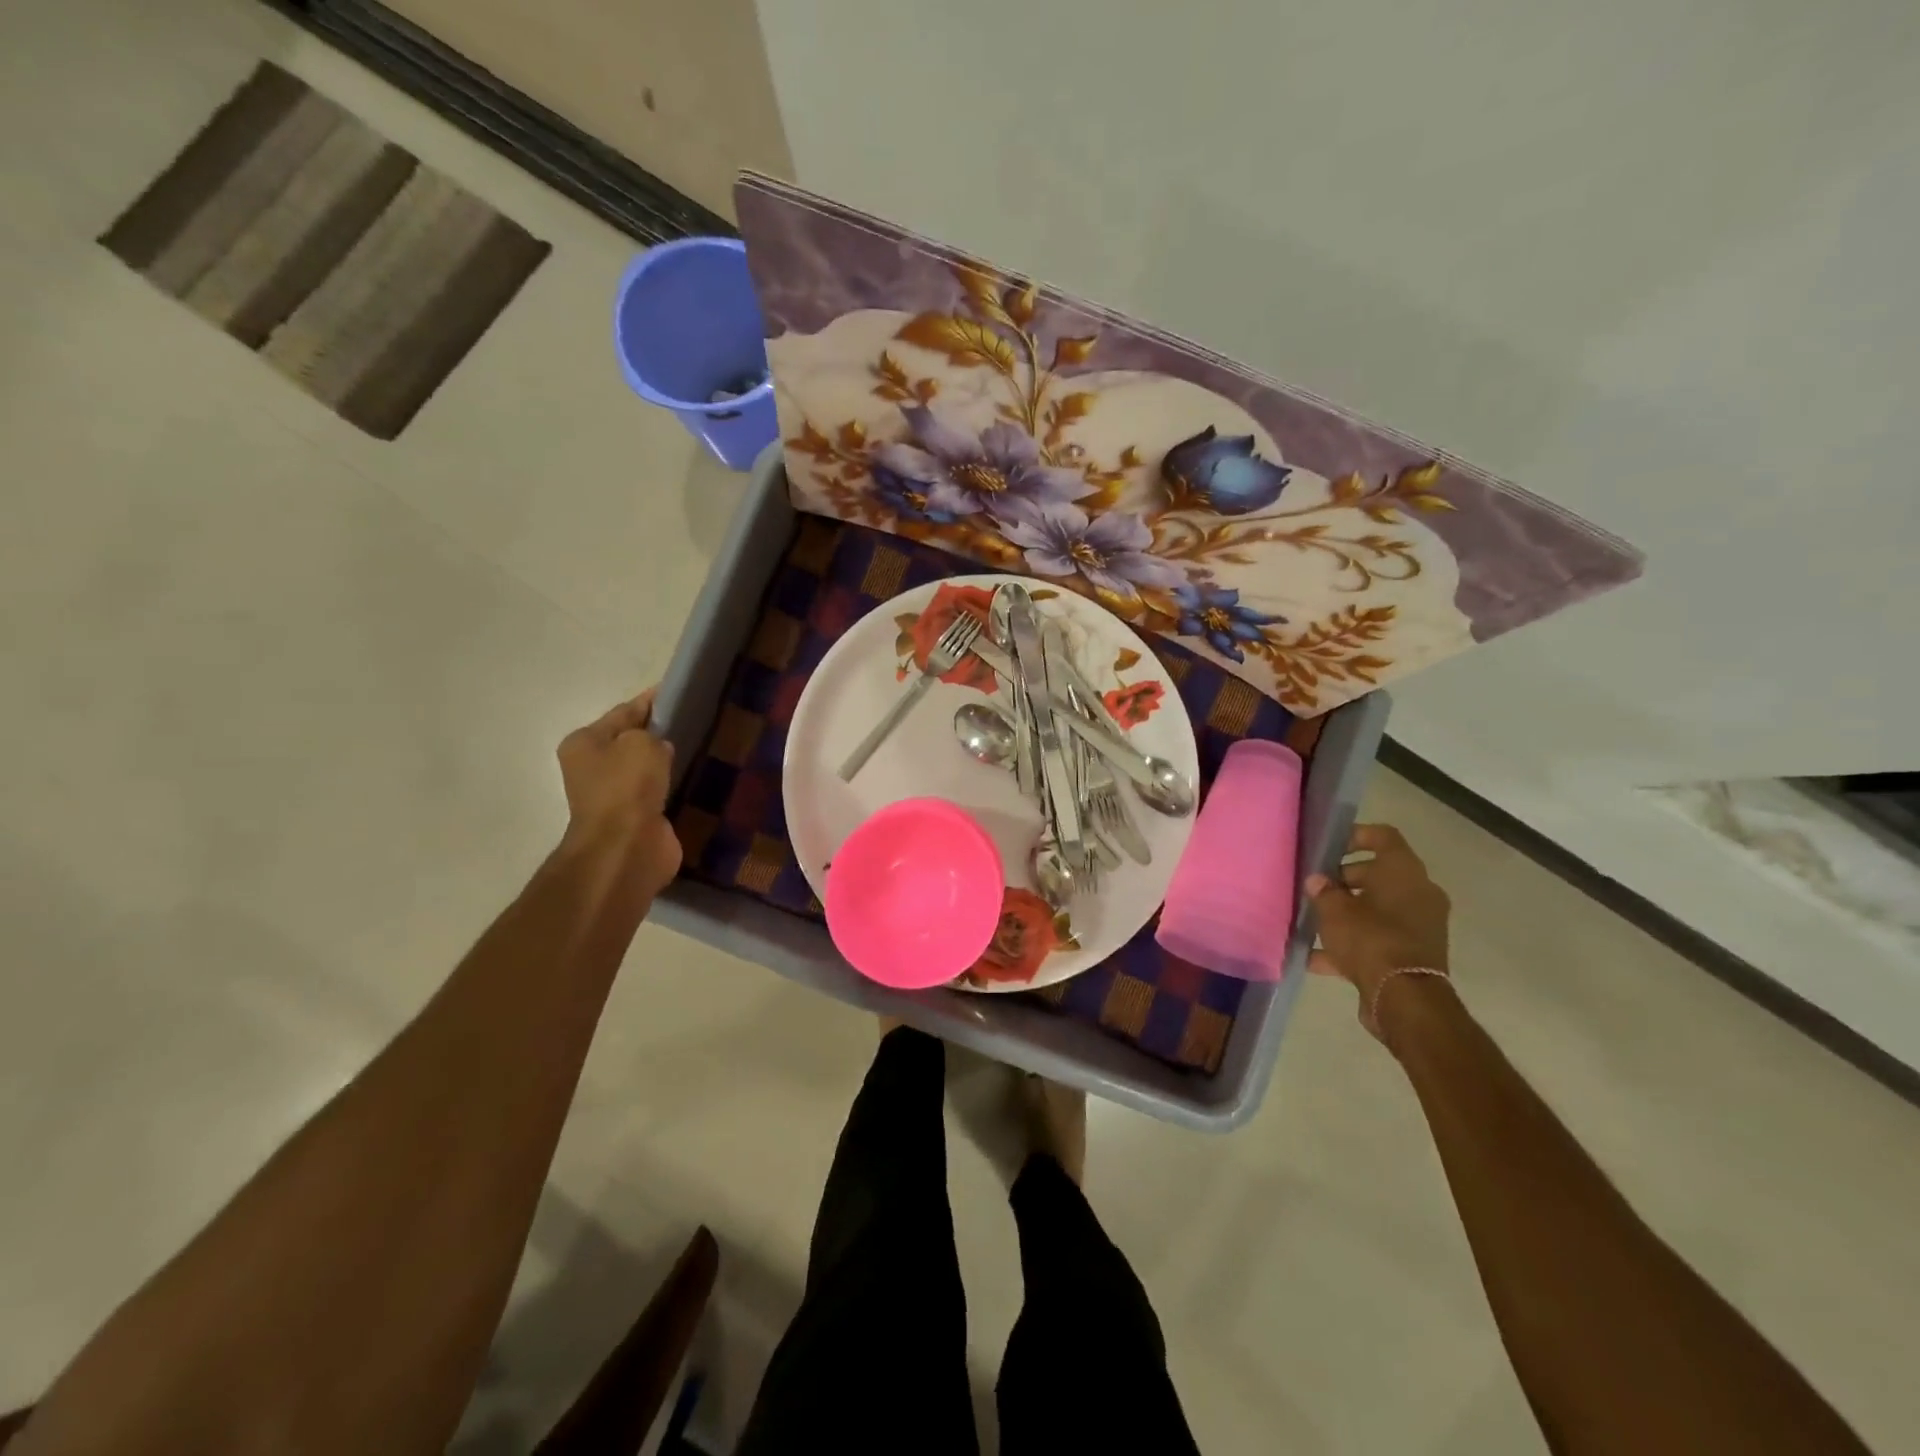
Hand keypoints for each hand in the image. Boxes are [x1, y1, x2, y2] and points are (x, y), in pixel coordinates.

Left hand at [556, 688, 681, 898]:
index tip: (683, 691)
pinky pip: (661, 794)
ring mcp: (616, 796)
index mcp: (585, 743)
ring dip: (670, 763)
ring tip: (704, 747)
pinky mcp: (638, 819)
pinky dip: (676, 787)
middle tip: (700, 720)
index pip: (624, 712)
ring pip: (648, 769)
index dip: (653, 701)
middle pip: (634, 741)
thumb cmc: (627, 787)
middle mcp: (594, 768)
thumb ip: (653, 734)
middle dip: (662, 733)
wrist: (626, 848)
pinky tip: (699, 778)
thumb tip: (661, 746)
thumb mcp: (641, 742)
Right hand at [1306, 824, 1450, 1037]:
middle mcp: (1419, 893)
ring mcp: (1420, 925)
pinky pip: (1380, 938)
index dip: (1355, 836)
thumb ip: (1323, 892)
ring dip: (1348, 913)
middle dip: (1344, 880)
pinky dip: (1354, 943)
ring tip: (1314, 923)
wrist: (1404, 998)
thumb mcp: (1334, 910)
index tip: (1329, 848)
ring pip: (1378, 908)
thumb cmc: (1370, 939)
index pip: (1383, 836)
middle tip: (1316, 889)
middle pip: (1378, 874)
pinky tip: (1317, 957)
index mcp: (1404, 872)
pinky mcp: (1415, 953)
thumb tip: (1318, 882)